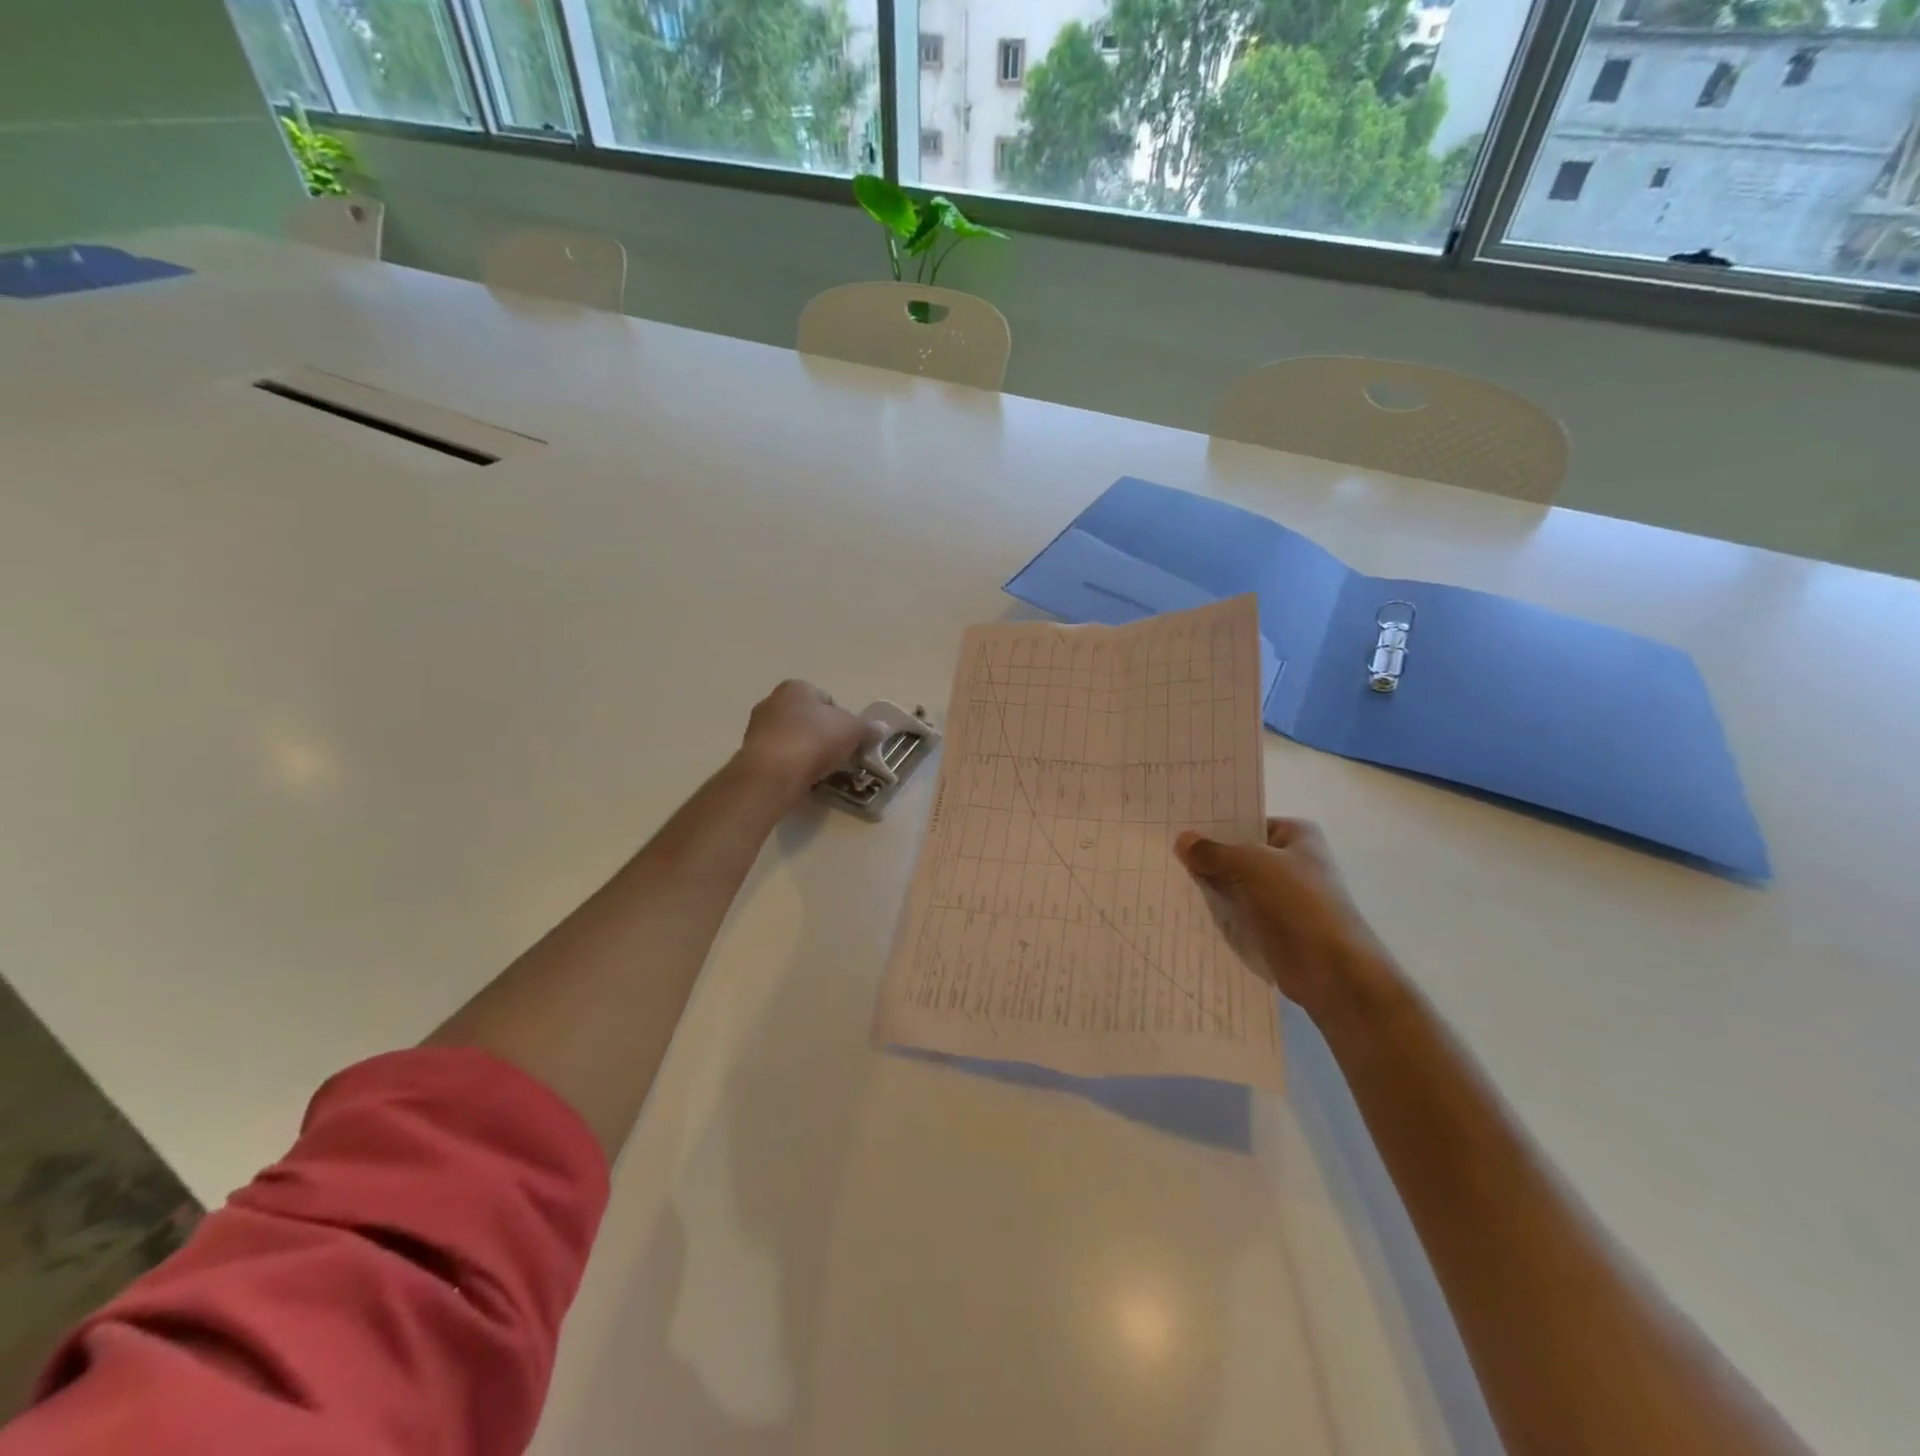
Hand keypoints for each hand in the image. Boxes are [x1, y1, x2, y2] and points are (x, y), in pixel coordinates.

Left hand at [736, 680, 872, 802]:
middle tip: (838, 754)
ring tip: (820, 769)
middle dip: (822, 734)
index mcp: (796, 687)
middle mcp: (773, 700)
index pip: (826, 699)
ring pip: (792, 737)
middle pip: (807, 718)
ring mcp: (758, 727)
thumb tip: (881, 727)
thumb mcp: (852, 730)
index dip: (842, 718)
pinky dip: (791, 764)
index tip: (849, 739)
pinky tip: (801, 777)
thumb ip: (867, 728)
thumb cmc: (814, 740)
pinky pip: (779, 755)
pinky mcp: (751, 752)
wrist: (773, 772)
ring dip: (805, 750)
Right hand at [1175, 818, 1400, 1027]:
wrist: (1331, 969)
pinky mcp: (1272, 927)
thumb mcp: (1250, 864)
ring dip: (1208, 885)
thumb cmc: (1297, 901)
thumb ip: (1213, 852)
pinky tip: (1182, 906)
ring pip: (1235, 884)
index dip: (1215, 823)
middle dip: (1207, 855)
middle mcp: (1292, 862)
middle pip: (1239, 853)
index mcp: (1297, 836)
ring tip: (1165, 876)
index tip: (1178, 823)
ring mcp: (1282, 897)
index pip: (1248, 821)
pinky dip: (1216, 912)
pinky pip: (1236, 912)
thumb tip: (1182, 839)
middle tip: (1164, 849)